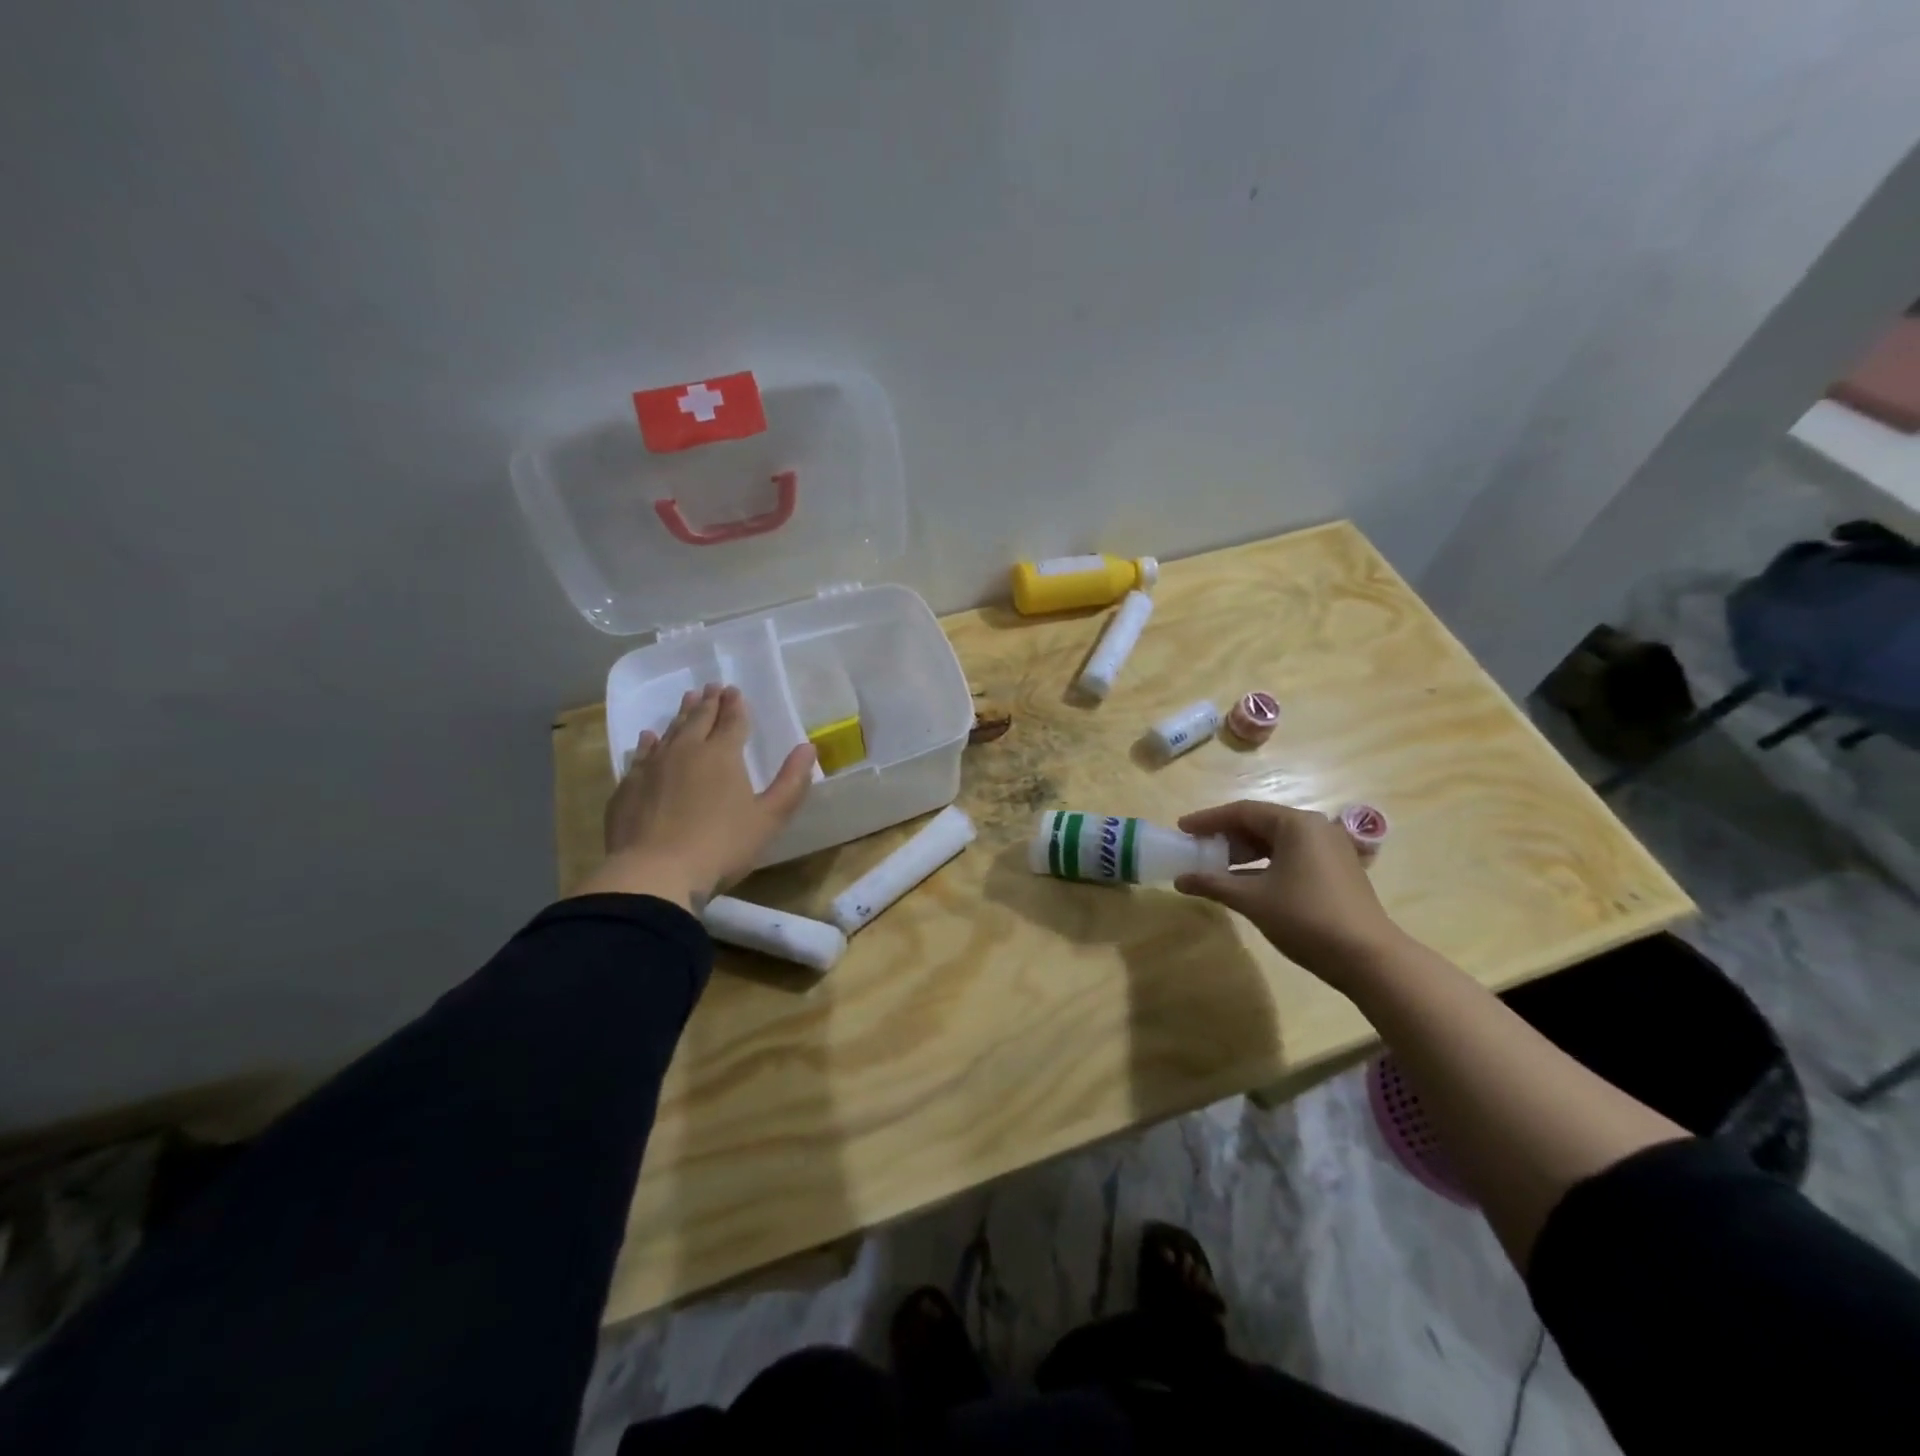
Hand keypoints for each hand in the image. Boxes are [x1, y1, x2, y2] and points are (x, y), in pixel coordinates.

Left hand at [573, 684, 815, 909]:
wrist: (654, 873)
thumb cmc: (721, 846)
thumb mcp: (769, 819)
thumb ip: (791, 783)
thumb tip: (808, 747)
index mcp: (722, 755)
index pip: (732, 721)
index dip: (736, 705)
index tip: (735, 690)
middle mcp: (686, 751)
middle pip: (699, 719)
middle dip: (709, 702)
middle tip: (712, 686)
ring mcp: (653, 767)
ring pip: (670, 731)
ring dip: (681, 714)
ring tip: (688, 699)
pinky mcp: (628, 786)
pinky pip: (640, 755)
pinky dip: (648, 742)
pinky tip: (649, 737)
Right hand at [1173, 801, 1403, 984]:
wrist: (1368, 958)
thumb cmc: (1306, 918)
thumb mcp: (1253, 900)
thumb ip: (1213, 884)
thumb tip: (1180, 880)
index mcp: (1296, 824)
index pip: (1243, 811)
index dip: (1208, 820)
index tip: (1182, 829)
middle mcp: (1315, 827)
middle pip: (1260, 822)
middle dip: (1226, 836)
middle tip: (1198, 849)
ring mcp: (1331, 848)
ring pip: (1277, 840)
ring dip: (1245, 852)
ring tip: (1218, 868)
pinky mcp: (1338, 869)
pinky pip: (1292, 855)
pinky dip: (1266, 863)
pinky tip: (1247, 882)